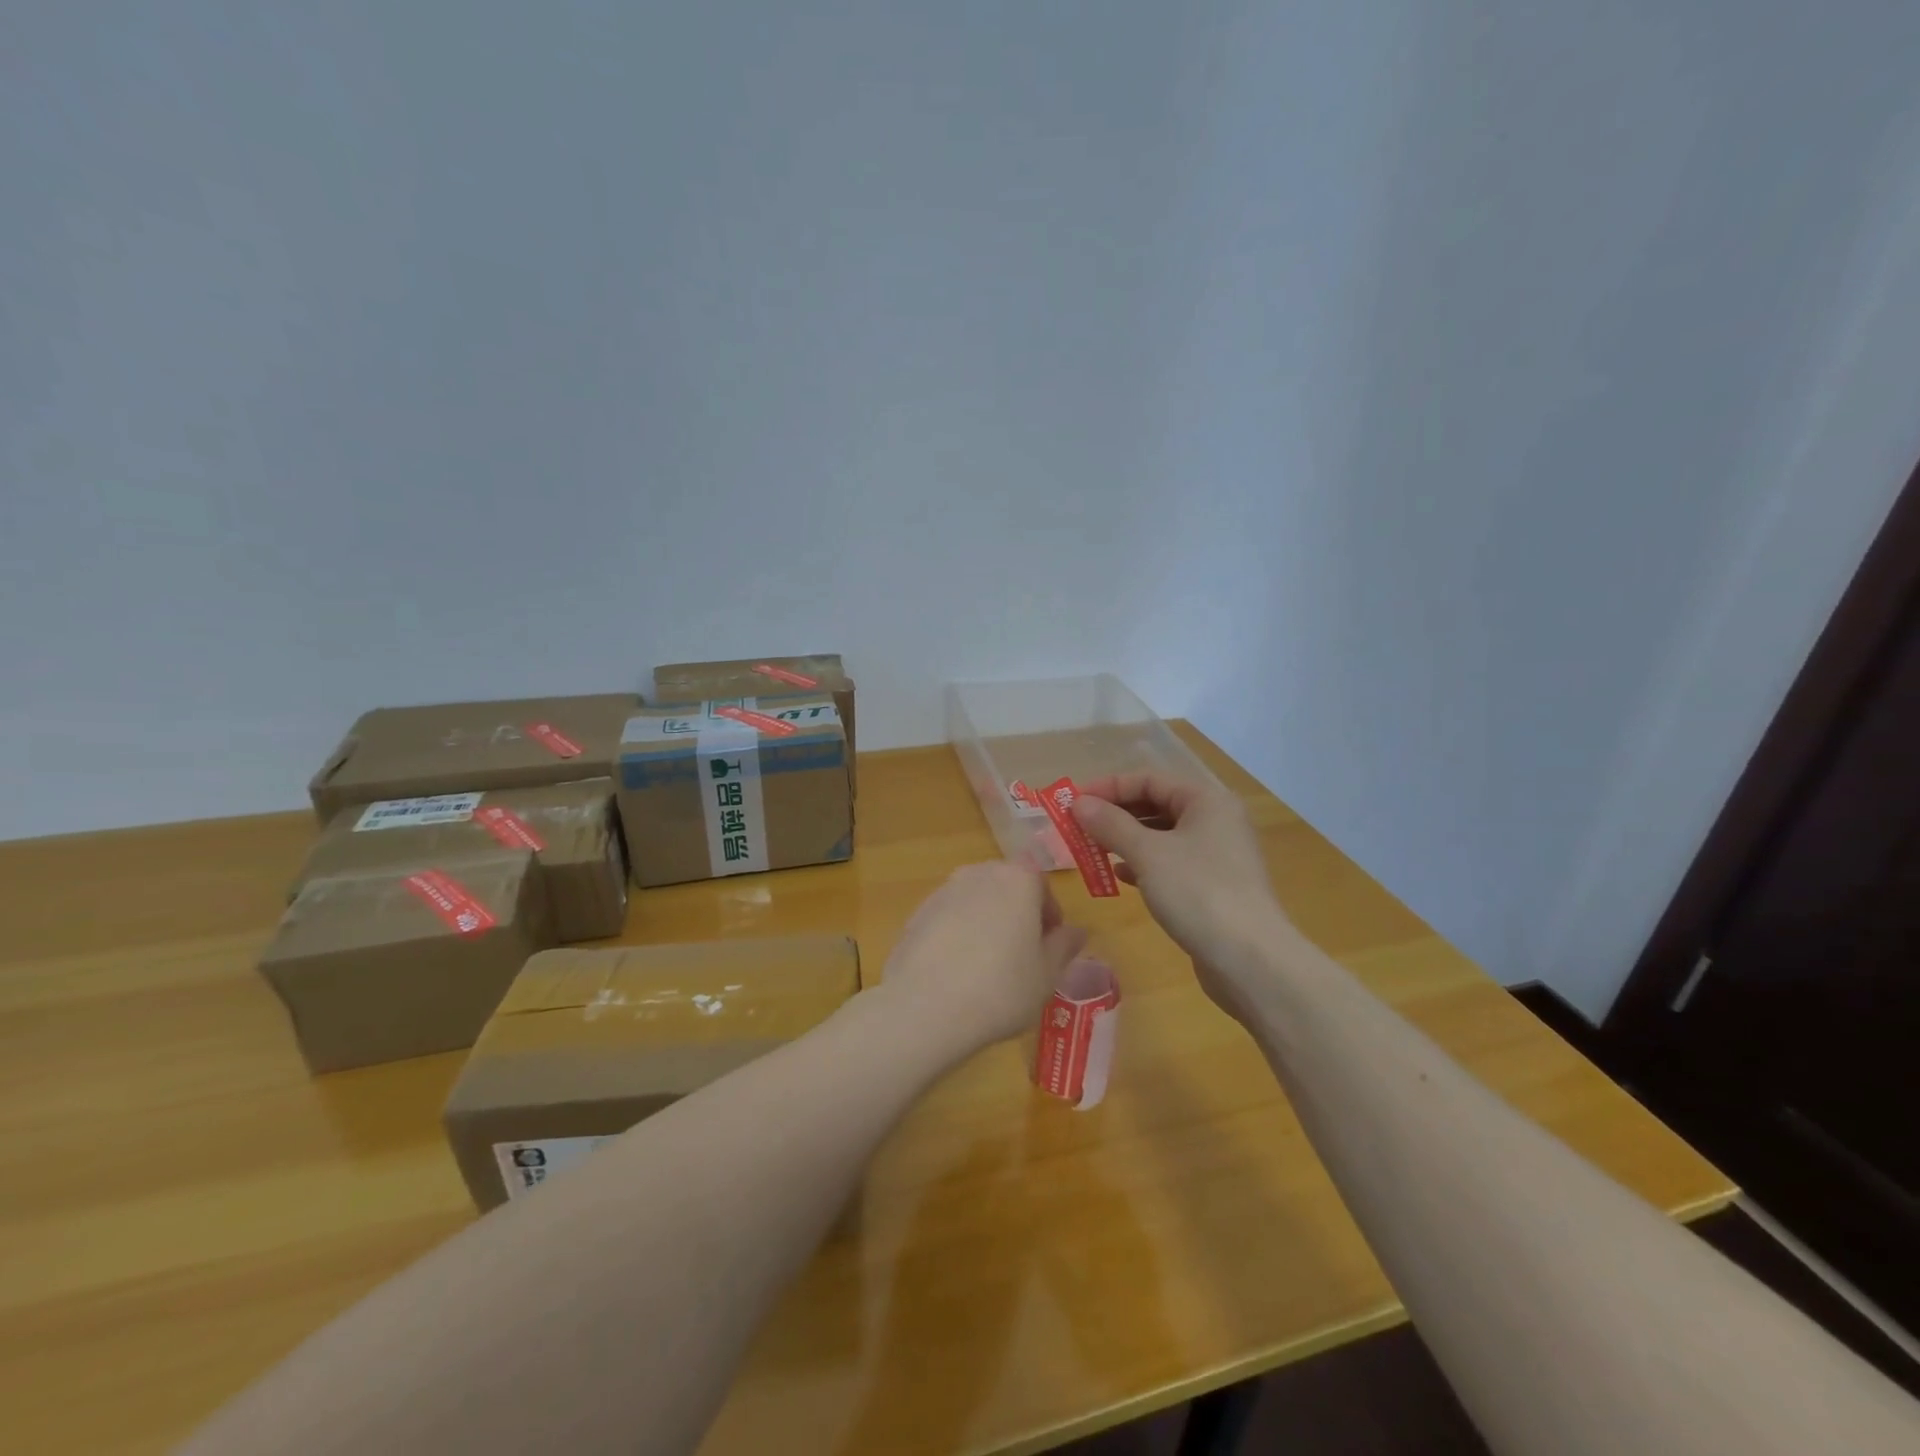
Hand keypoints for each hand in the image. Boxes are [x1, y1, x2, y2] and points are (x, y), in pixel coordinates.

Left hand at [880, 862, 1089, 1052]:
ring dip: (986, 924)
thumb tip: (1077, 931)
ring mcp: (943, 891)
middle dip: (1017, 915)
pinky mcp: (917, 914)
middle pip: (1007, 888)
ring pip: (976, 902)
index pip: (1042, 885)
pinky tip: (957, 973)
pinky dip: (957, 936)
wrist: (925, 1007)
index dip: (1050, 915)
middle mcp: (979, 873)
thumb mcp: (1047, 974)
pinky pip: (949, 919)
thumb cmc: (1001, 988)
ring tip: (987, 968)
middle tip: (1022, 957)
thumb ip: (1064, 946)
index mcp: (1017, 878)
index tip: (1049, 948)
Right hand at [1072, 772, 1288, 1020]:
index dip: (1109, 787)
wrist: (1251, 961)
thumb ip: (1111, 824)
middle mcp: (1215, 820)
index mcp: (1207, 800)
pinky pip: (1170, 863)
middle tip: (1077, 827)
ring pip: (1161, 836)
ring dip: (1125, 840)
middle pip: (1156, 805)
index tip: (1073, 802)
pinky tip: (1119, 876)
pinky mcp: (1212, 886)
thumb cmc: (1198, 893)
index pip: (1149, 779)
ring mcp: (1217, 855)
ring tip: (1091, 850)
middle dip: (1115, 814)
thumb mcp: (1148, 854)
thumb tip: (1079, 803)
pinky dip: (1142, 864)